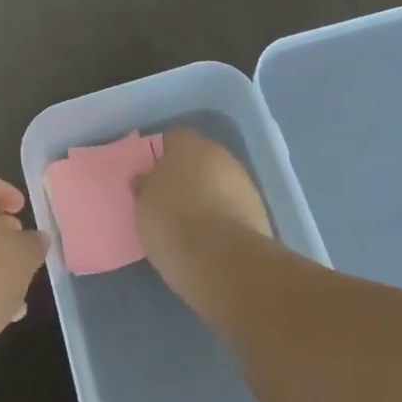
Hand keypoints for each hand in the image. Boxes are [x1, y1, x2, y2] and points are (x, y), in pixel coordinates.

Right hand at [134, 130, 272, 293]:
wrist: (222, 260)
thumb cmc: (172, 222)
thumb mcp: (142, 204)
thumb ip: (145, 185)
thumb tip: (146, 179)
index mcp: (188, 144)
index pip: (171, 141)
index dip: (160, 160)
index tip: (151, 181)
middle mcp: (219, 154)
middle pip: (198, 160)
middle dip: (186, 177)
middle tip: (169, 203)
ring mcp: (243, 181)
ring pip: (218, 183)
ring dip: (207, 197)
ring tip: (191, 226)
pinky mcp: (258, 210)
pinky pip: (232, 207)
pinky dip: (223, 217)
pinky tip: (211, 238)